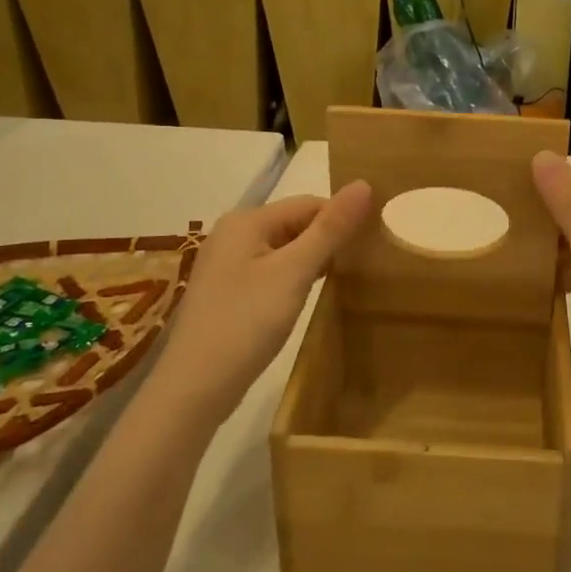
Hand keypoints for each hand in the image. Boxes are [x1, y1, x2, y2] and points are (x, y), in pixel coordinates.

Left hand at [155, 183, 373, 423]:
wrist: (195, 387)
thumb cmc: (246, 322)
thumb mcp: (294, 272)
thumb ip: (330, 229)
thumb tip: (364, 183)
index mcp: (246, 220)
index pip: (308, 204)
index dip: (342, 219)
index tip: (375, 242)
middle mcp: (233, 234)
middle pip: (295, 224)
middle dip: (329, 240)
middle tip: (366, 263)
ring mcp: (227, 265)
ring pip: (284, 250)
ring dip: (314, 260)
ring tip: (347, 279)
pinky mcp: (228, 292)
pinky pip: (271, 272)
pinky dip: (295, 279)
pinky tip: (311, 297)